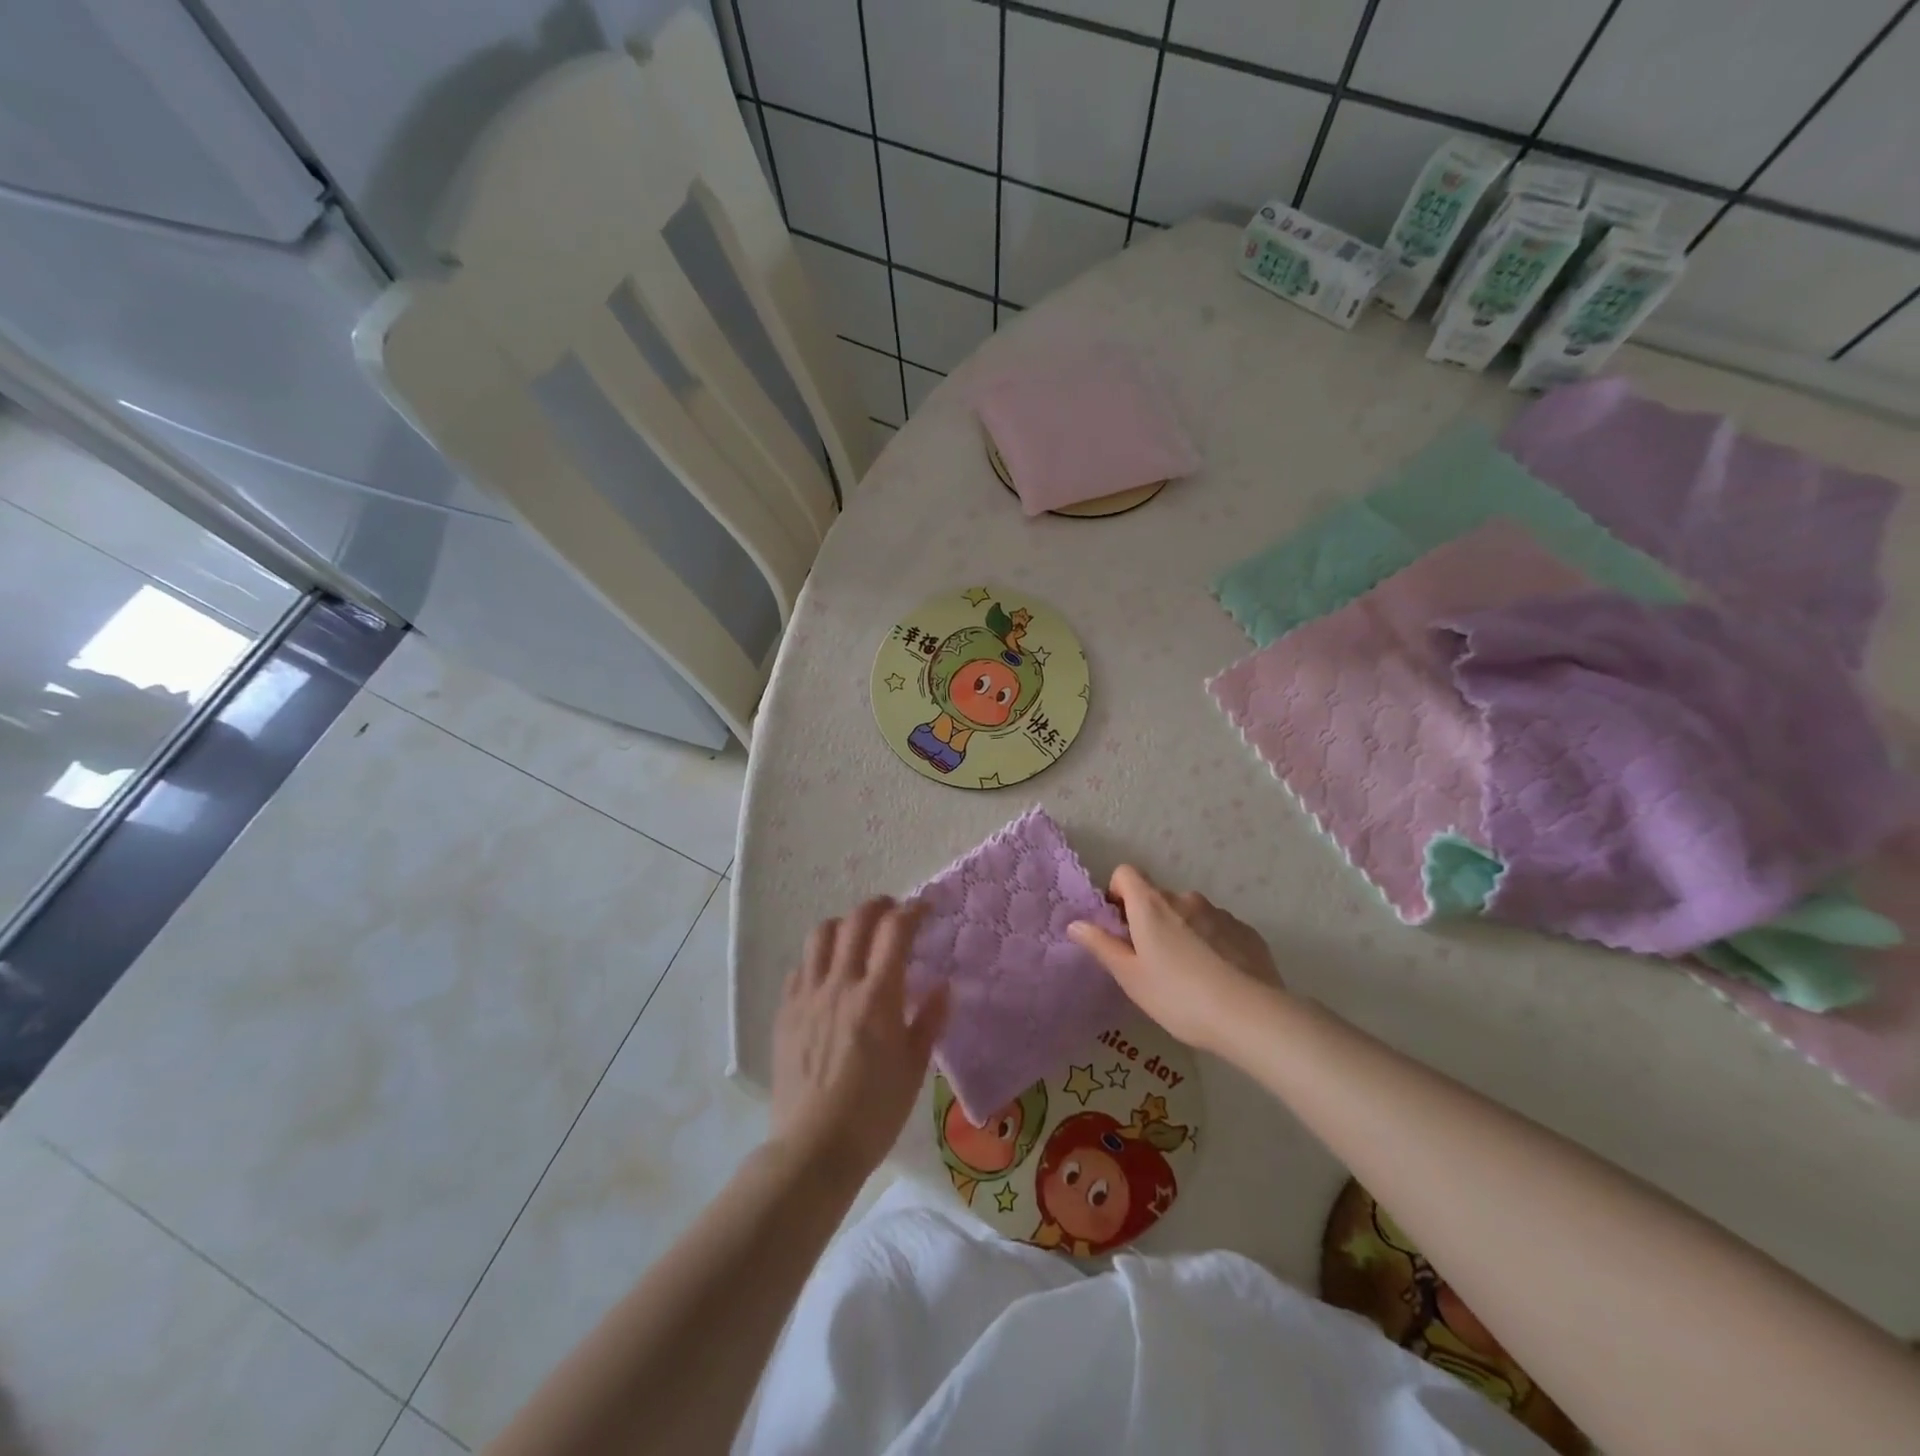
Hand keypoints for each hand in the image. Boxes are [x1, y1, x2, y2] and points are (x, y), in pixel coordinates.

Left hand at [769, 898, 947, 1184]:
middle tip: (894, 911)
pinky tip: (828, 976)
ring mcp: (807, 996)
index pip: (895, 930)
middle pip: (856, 921)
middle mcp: (840, 984)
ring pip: (821, 935)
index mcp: (877, 996)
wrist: (814, 1148)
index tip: (925, 908)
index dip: (912, 910)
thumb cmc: (874, 1112)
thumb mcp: (914, 1068)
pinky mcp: (785, 1012)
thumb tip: (944, 986)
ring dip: (844, 925)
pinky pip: (800, 967)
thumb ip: (929, 1020)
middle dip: (879, 906)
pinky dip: (818, 959)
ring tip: (857, 936)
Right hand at [1069, 866, 1282, 1051]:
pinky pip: (1218, 928)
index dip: (1118, 893)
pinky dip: (1211, 943)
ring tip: (1189, 974)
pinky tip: (1218, 977)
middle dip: (1150, 919)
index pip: (1126, 872)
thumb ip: (1101, 945)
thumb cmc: (1178, 996)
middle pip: (1158, 896)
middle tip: (1152, 961)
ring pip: (1189, 913)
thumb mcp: (1130, 976)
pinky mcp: (1246, 931)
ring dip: (1182, 931)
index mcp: (1152, 905)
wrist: (1250, 1016)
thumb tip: (1075, 923)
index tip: (1120, 926)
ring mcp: (1219, 913)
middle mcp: (1185, 898)